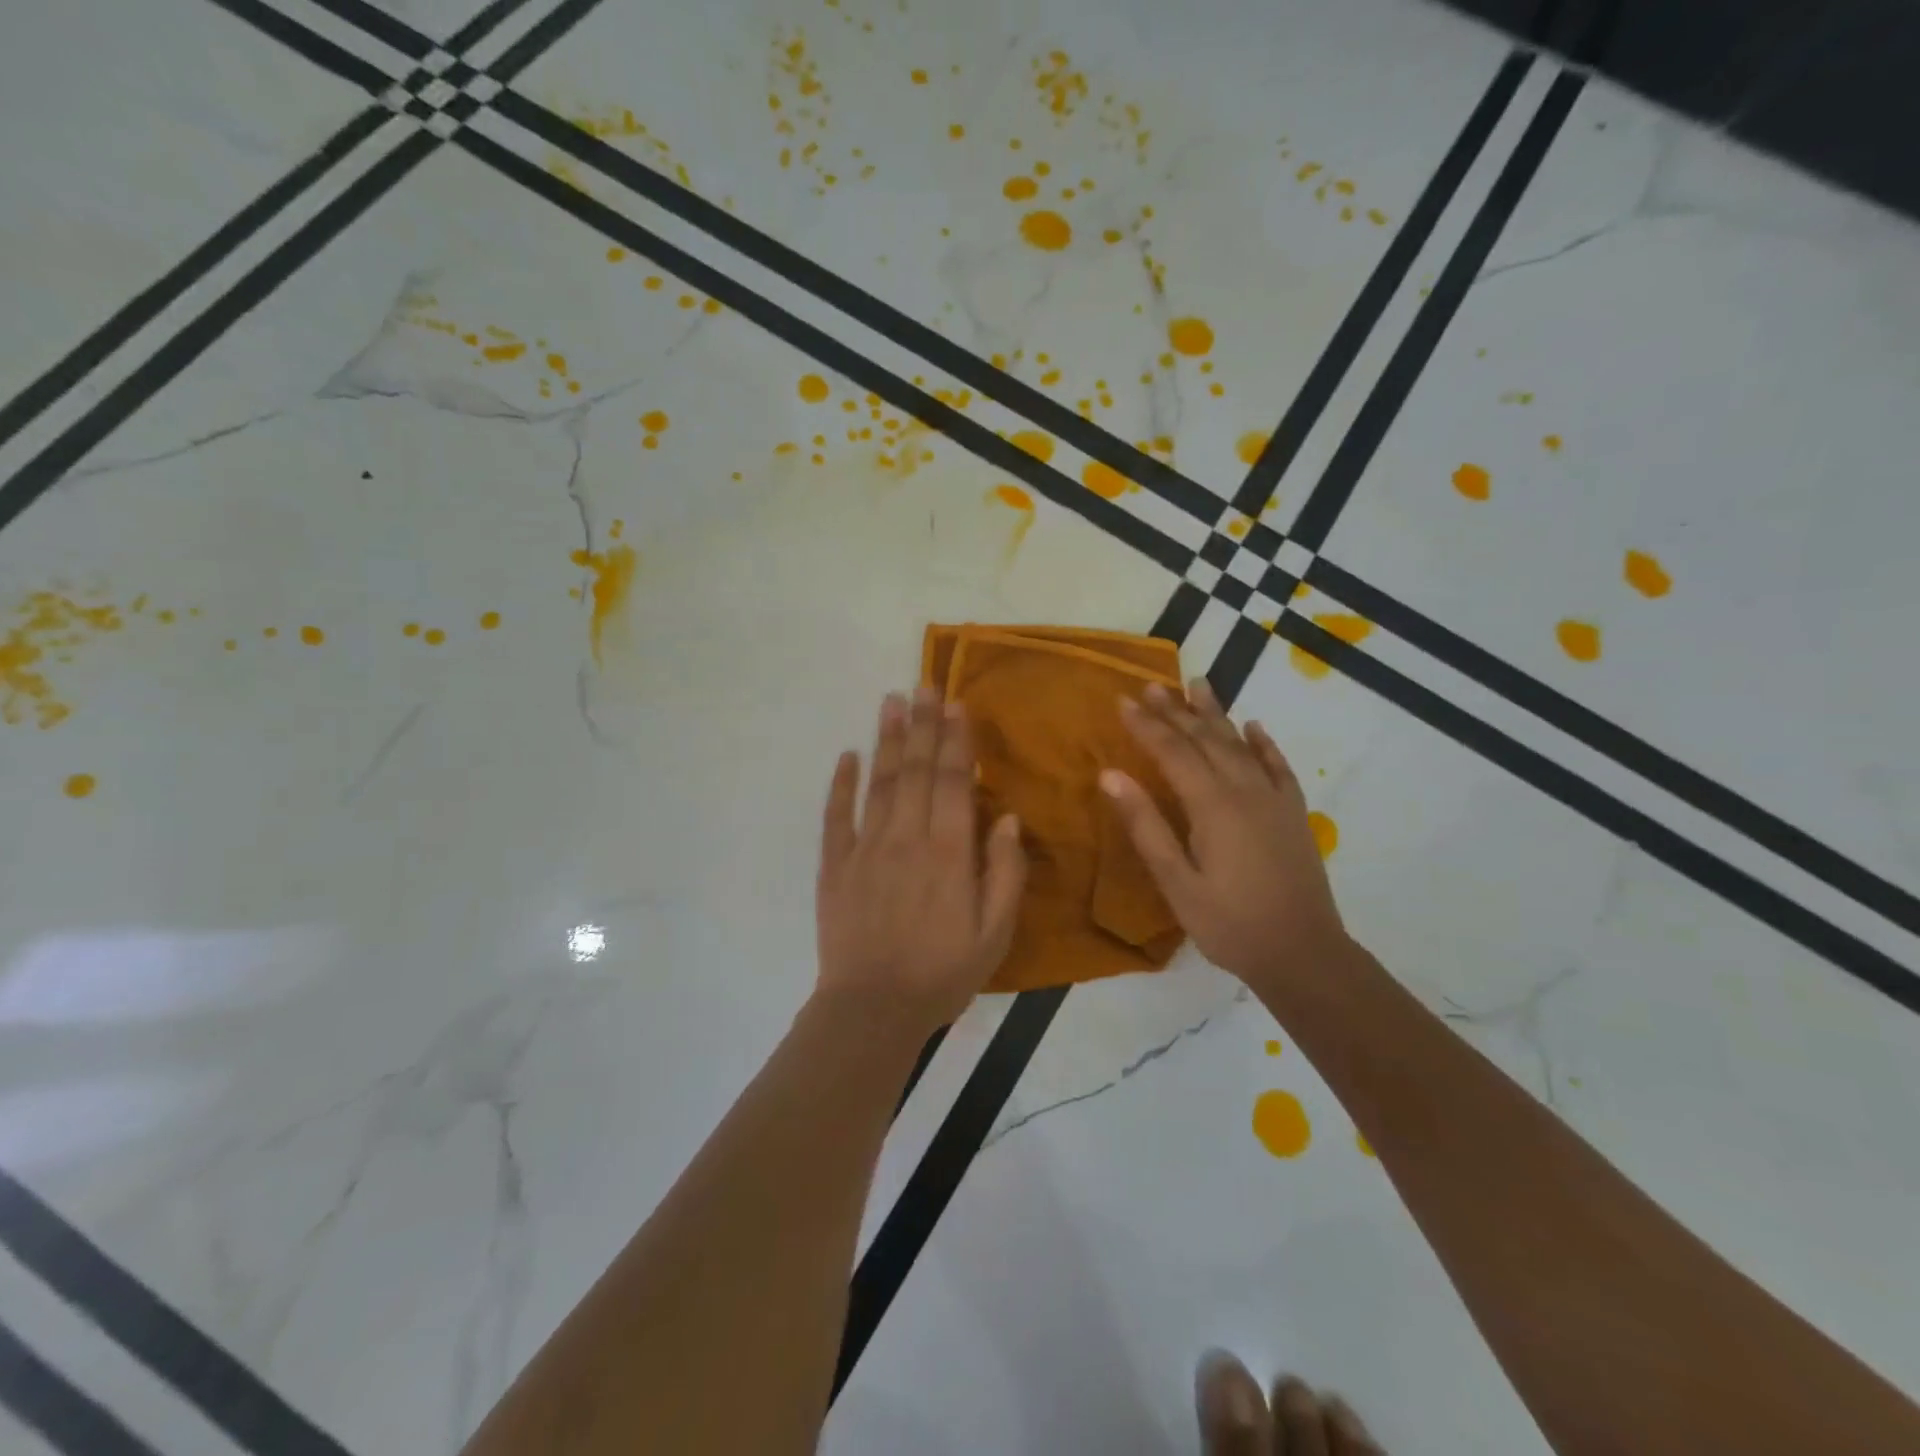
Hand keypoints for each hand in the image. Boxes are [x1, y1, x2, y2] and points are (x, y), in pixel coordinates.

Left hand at [815, 688, 1027, 1031]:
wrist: (873, 1009)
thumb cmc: (943, 973)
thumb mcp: (995, 932)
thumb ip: (1004, 872)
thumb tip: (1005, 817)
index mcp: (949, 852)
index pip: (953, 781)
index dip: (955, 739)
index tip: (955, 703)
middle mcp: (907, 838)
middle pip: (916, 770)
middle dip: (922, 724)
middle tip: (924, 684)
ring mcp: (866, 849)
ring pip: (879, 783)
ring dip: (886, 739)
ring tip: (891, 701)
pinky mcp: (835, 866)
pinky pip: (836, 817)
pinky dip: (841, 784)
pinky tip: (846, 756)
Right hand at [1100, 679, 1346, 991]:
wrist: (1303, 953)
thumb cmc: (1229, 923)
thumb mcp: (1176, 882)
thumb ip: (1146, 825)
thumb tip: (1110, 776)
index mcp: (1212, 806)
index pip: (1172, 752)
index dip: (1146, 725)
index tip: (1123, 700)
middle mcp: (1245, 791)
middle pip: (1206, 739)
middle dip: (1176, 710)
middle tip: (1152, 685)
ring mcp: (1274, 800)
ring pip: (1240, 744)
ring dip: (1216, 714)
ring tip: (1198, 684)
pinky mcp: (1293, 814)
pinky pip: (1278, 767)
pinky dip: (1264, 744)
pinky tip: (1254, 727)